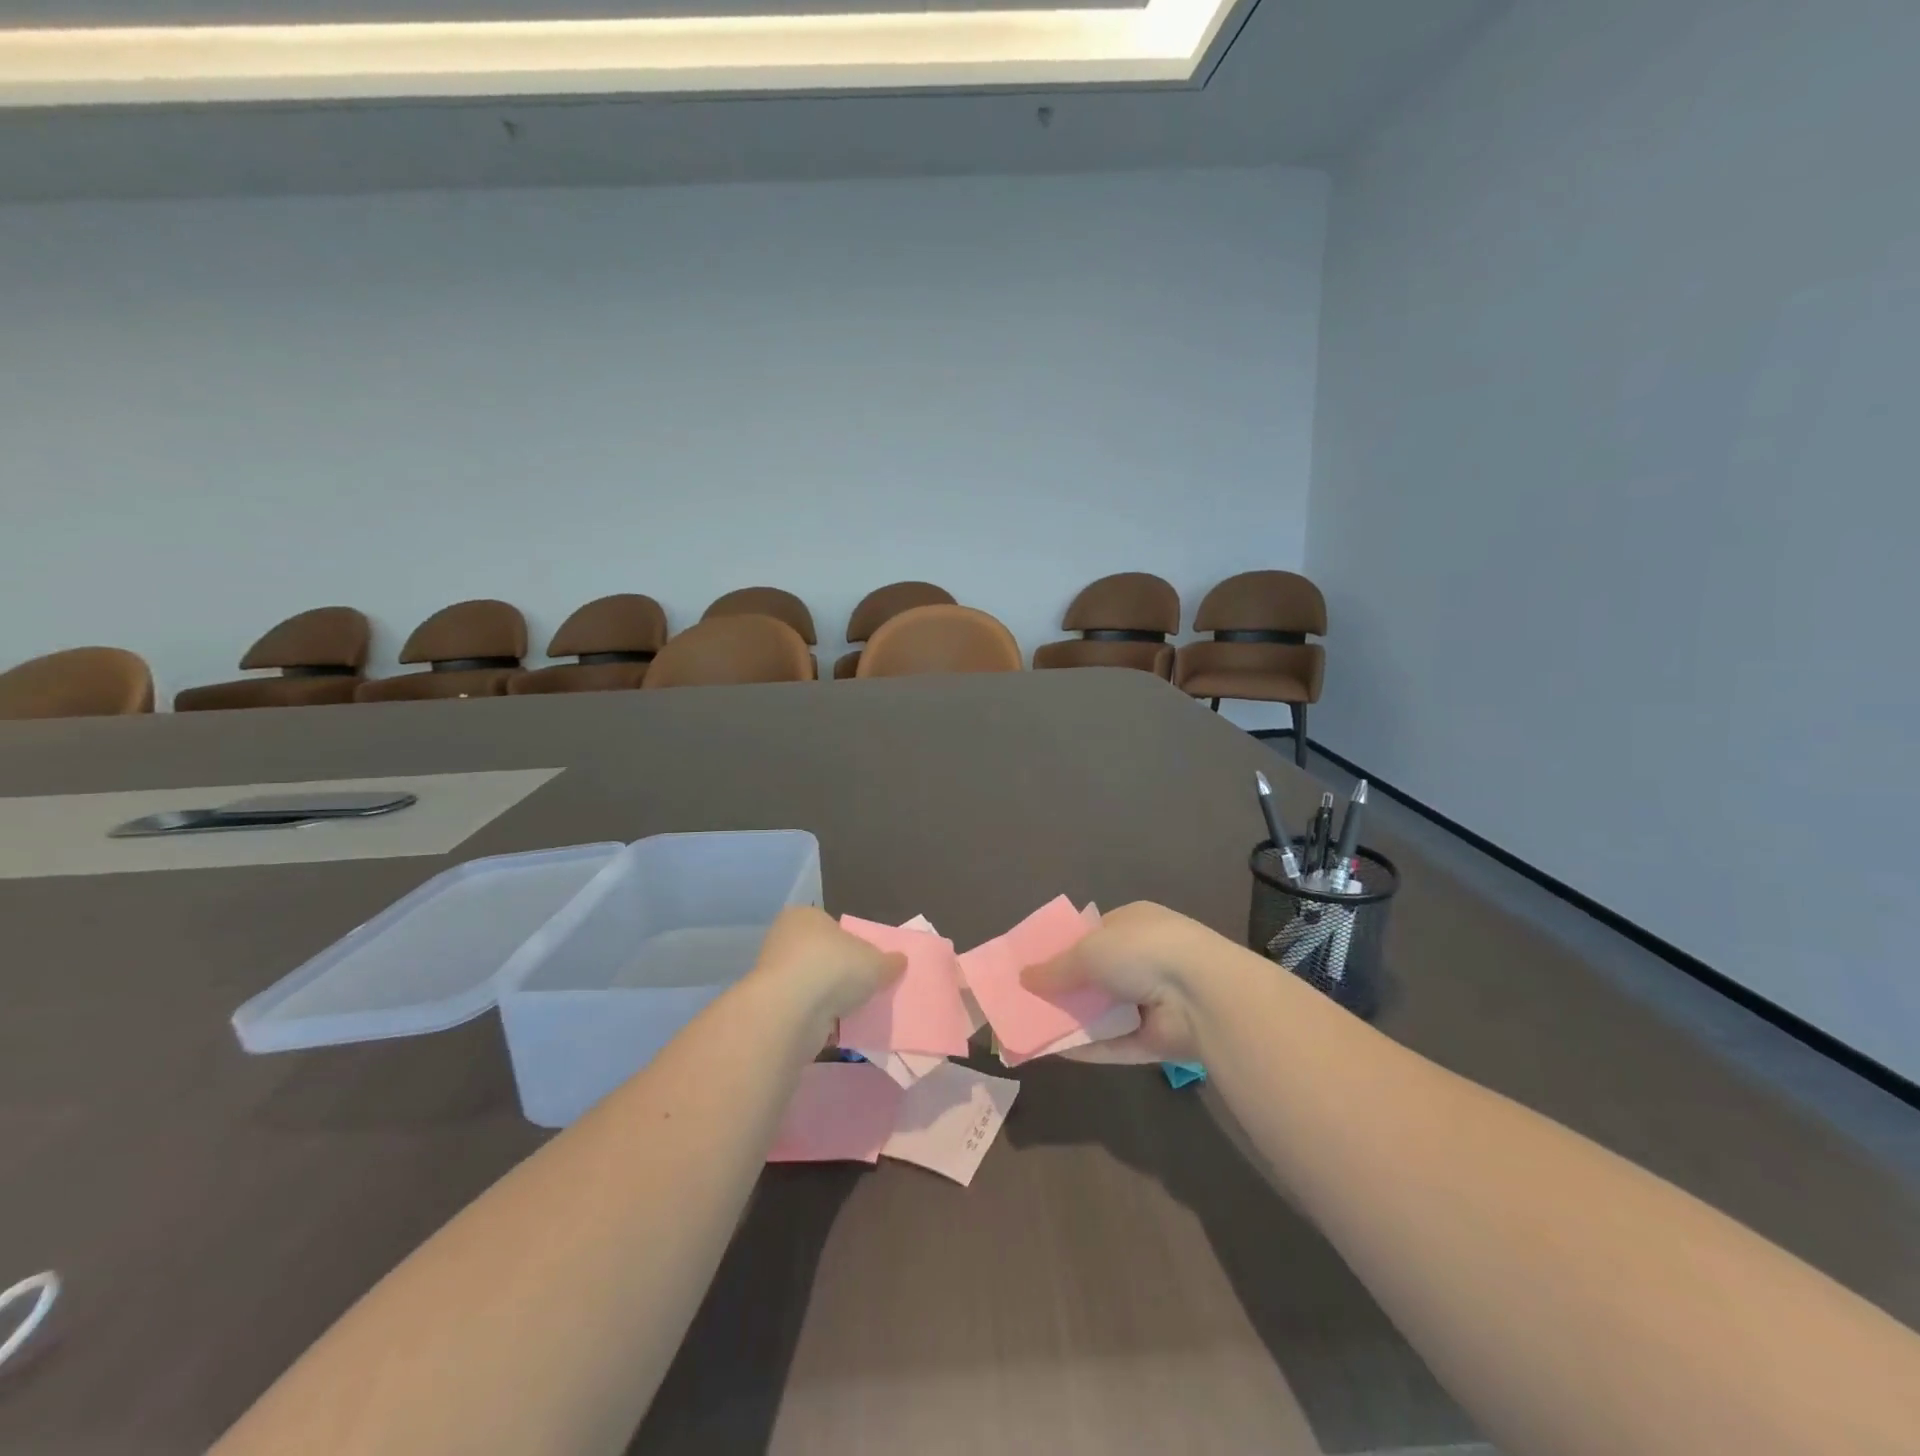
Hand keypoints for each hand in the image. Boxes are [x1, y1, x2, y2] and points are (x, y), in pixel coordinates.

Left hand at [749, 906, 904, 1029]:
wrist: (791, 1011)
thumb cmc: (834, 968)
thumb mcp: (876, 962)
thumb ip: (889, 961)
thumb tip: (900, 961)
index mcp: (805, 916)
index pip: (831, 926)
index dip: (851, 943)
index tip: (867, 963)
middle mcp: (784, 938)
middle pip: (820, 954)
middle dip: (839, 971)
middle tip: (862, 987)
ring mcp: (773, 973)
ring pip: (810, 983)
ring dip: (827, 996)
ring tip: (852, 1010)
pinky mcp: (770, 1005)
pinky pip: (801, 1008)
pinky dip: (815, 1016)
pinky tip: (834, 1026)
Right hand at [1021, 901, 1233, 1063]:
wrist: (1201, 995)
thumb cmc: (1141, 952)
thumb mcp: (1088, 950)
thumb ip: (1055, 968)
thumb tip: (1023, 978)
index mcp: (1134, 923)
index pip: (1093, 933)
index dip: (1062, 947)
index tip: (1032, 963)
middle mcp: (1145, 958)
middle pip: (1096, 975)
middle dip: (1065, 987)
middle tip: (1027, 1000)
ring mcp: (1154, 1000)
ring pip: (1104, 1012)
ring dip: (1073, 1019)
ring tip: (1031, 1028)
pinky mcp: (1157, 1038)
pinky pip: (1115, 1043)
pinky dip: (1087, 1047)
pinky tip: (1053, 1052)